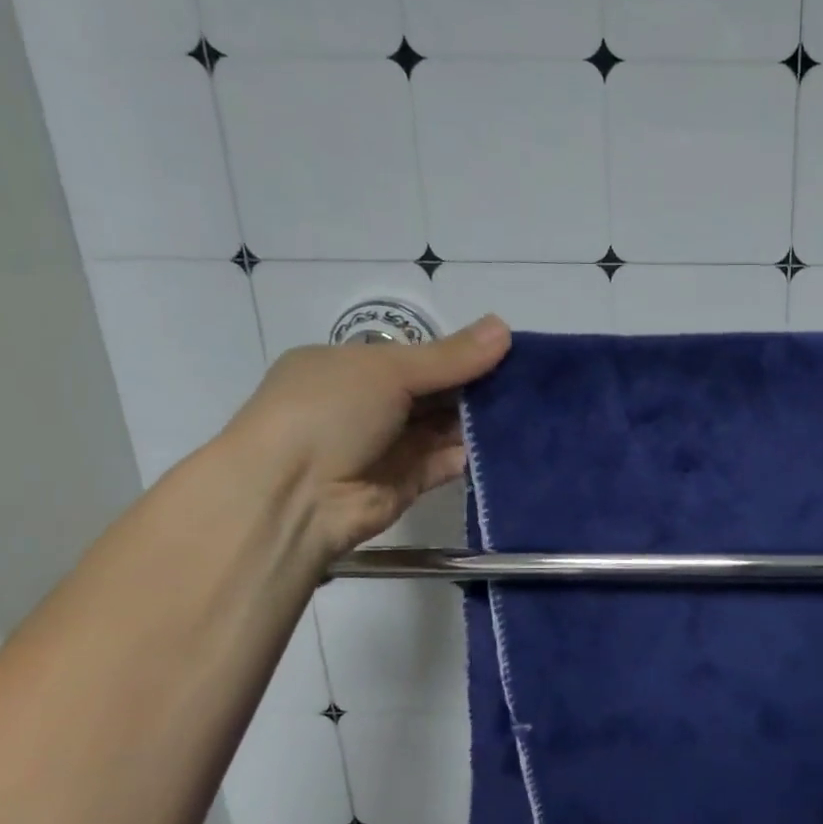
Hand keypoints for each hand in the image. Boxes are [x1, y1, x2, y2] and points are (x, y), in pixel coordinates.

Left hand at [218, 316, 511, 558]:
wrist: (292, 496)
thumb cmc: (329, 413)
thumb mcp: (388, 369)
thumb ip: (450, 356)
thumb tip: (504, 327)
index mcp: (350, 368)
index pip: (416, 357)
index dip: (460, 354)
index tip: (508, 352)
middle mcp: (368, 405)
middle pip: (434, 392)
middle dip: (477, 388)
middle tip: (529, 383)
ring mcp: (387, 446)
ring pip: (444, 428)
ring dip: (479, 421)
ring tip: (529, 411)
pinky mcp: (406, 483)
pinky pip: (446, 464)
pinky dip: (471, 455)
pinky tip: (507, 444)